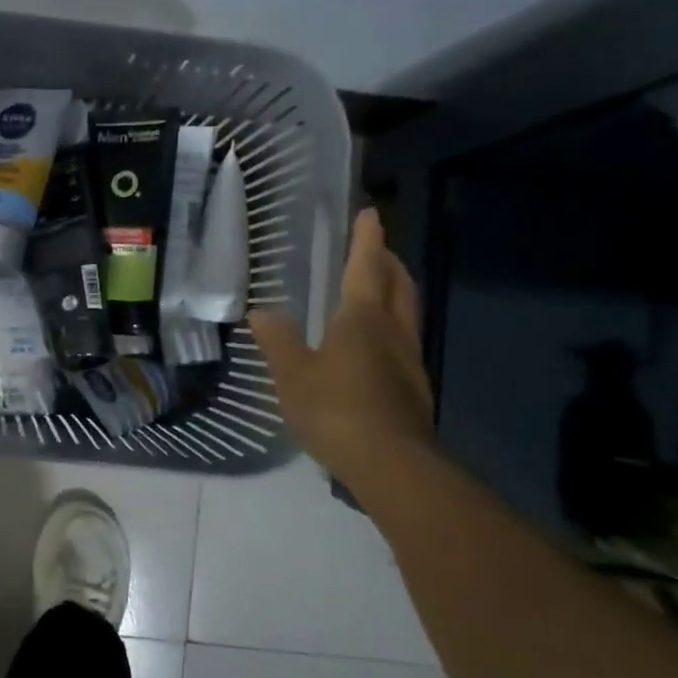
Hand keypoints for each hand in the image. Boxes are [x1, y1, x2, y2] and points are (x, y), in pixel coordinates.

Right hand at [249, 208, 435, 488]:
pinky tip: (376, 345)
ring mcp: (410, 361)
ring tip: (378, 289)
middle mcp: (393, 331)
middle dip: (388, 262)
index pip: (366, 267)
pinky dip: (393, 326)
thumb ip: (278, 341)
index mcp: (363, 319)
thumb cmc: (336, 409)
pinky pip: (404, 341)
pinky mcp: (415, 388)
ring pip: (407, 313)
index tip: (371, 214)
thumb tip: (262, 312)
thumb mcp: (293, 375)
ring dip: (396, 292)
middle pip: (399, 285)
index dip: (367, 239)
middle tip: (376, 249)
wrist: (392, 464)